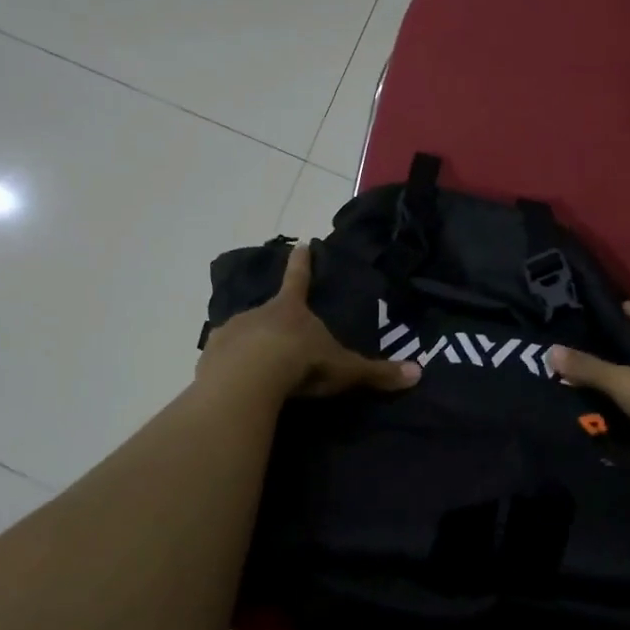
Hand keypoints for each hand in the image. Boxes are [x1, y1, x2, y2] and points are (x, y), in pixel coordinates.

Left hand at [198, 242, 419, 400]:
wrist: (248, 379)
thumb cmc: (301, 364)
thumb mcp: (344, 369)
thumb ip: (376, 372)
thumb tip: (418, 372)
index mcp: (291, 310)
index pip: (299, 279)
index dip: (303, 263)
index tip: (301, 244)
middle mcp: (259, 314)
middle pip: (269, 311)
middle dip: (274, 321)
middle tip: (281, 337)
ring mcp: (231, 332)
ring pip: (243, 335)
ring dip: (250, 346)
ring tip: (258, 368)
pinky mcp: (211, 356)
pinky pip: (223, 359)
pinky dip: (230, 368)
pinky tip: (237, 385)